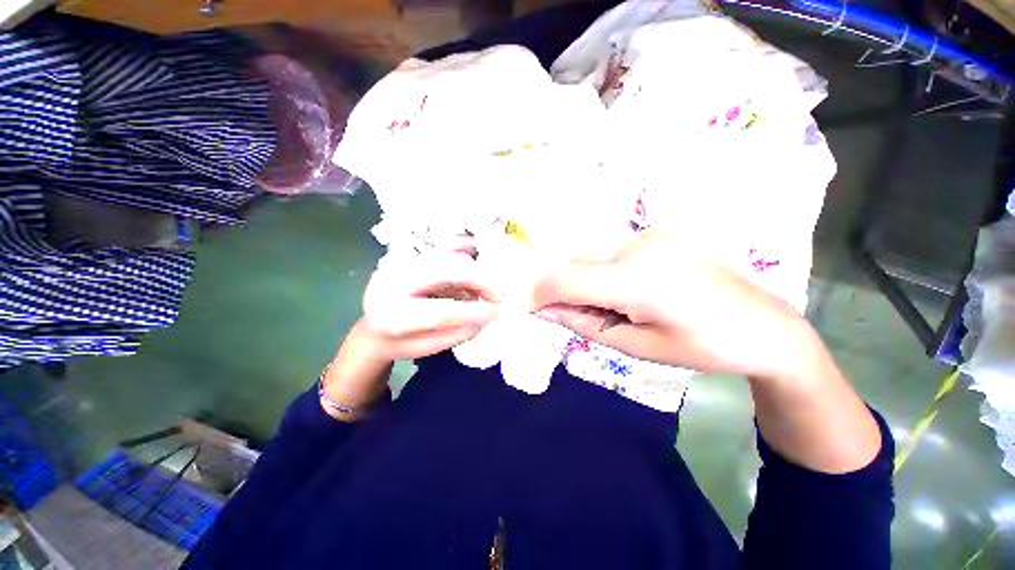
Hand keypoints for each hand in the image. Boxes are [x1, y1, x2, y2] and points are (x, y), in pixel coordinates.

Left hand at [321, 243, 498, 419]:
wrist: (373, 328)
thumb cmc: (402, 343)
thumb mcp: (431, 348)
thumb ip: (460, 331)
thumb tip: (490, 312)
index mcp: (393, 316)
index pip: (441, 311)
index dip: (475, 311)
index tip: (499, 312)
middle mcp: (391, 282)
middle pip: (445, 271)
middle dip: (480, 279)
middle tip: (498, 293)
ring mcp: (398, 261)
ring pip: (446, 254)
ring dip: (474, 266)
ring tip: (486, 285)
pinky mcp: (407, 251)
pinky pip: (441, 244)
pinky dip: (463, 247)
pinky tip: (477, 255)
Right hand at [532, 231, 813, 380]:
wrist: (765, 326)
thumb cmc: (701, 347)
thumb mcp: (635, 346)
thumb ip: (584, 324)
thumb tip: (545, 310)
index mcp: (640, 281)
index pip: (568, 279)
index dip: (542, 293)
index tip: (534, 308)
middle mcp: (642, 245)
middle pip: (575, 259)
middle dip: (563, 286)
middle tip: (575, 311)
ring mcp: (653, 232)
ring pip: (591, 250)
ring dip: (583, 276)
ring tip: (608, 302)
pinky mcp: (660, 230)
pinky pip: (612, 246)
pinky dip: (603, 267)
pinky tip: (627, 286)